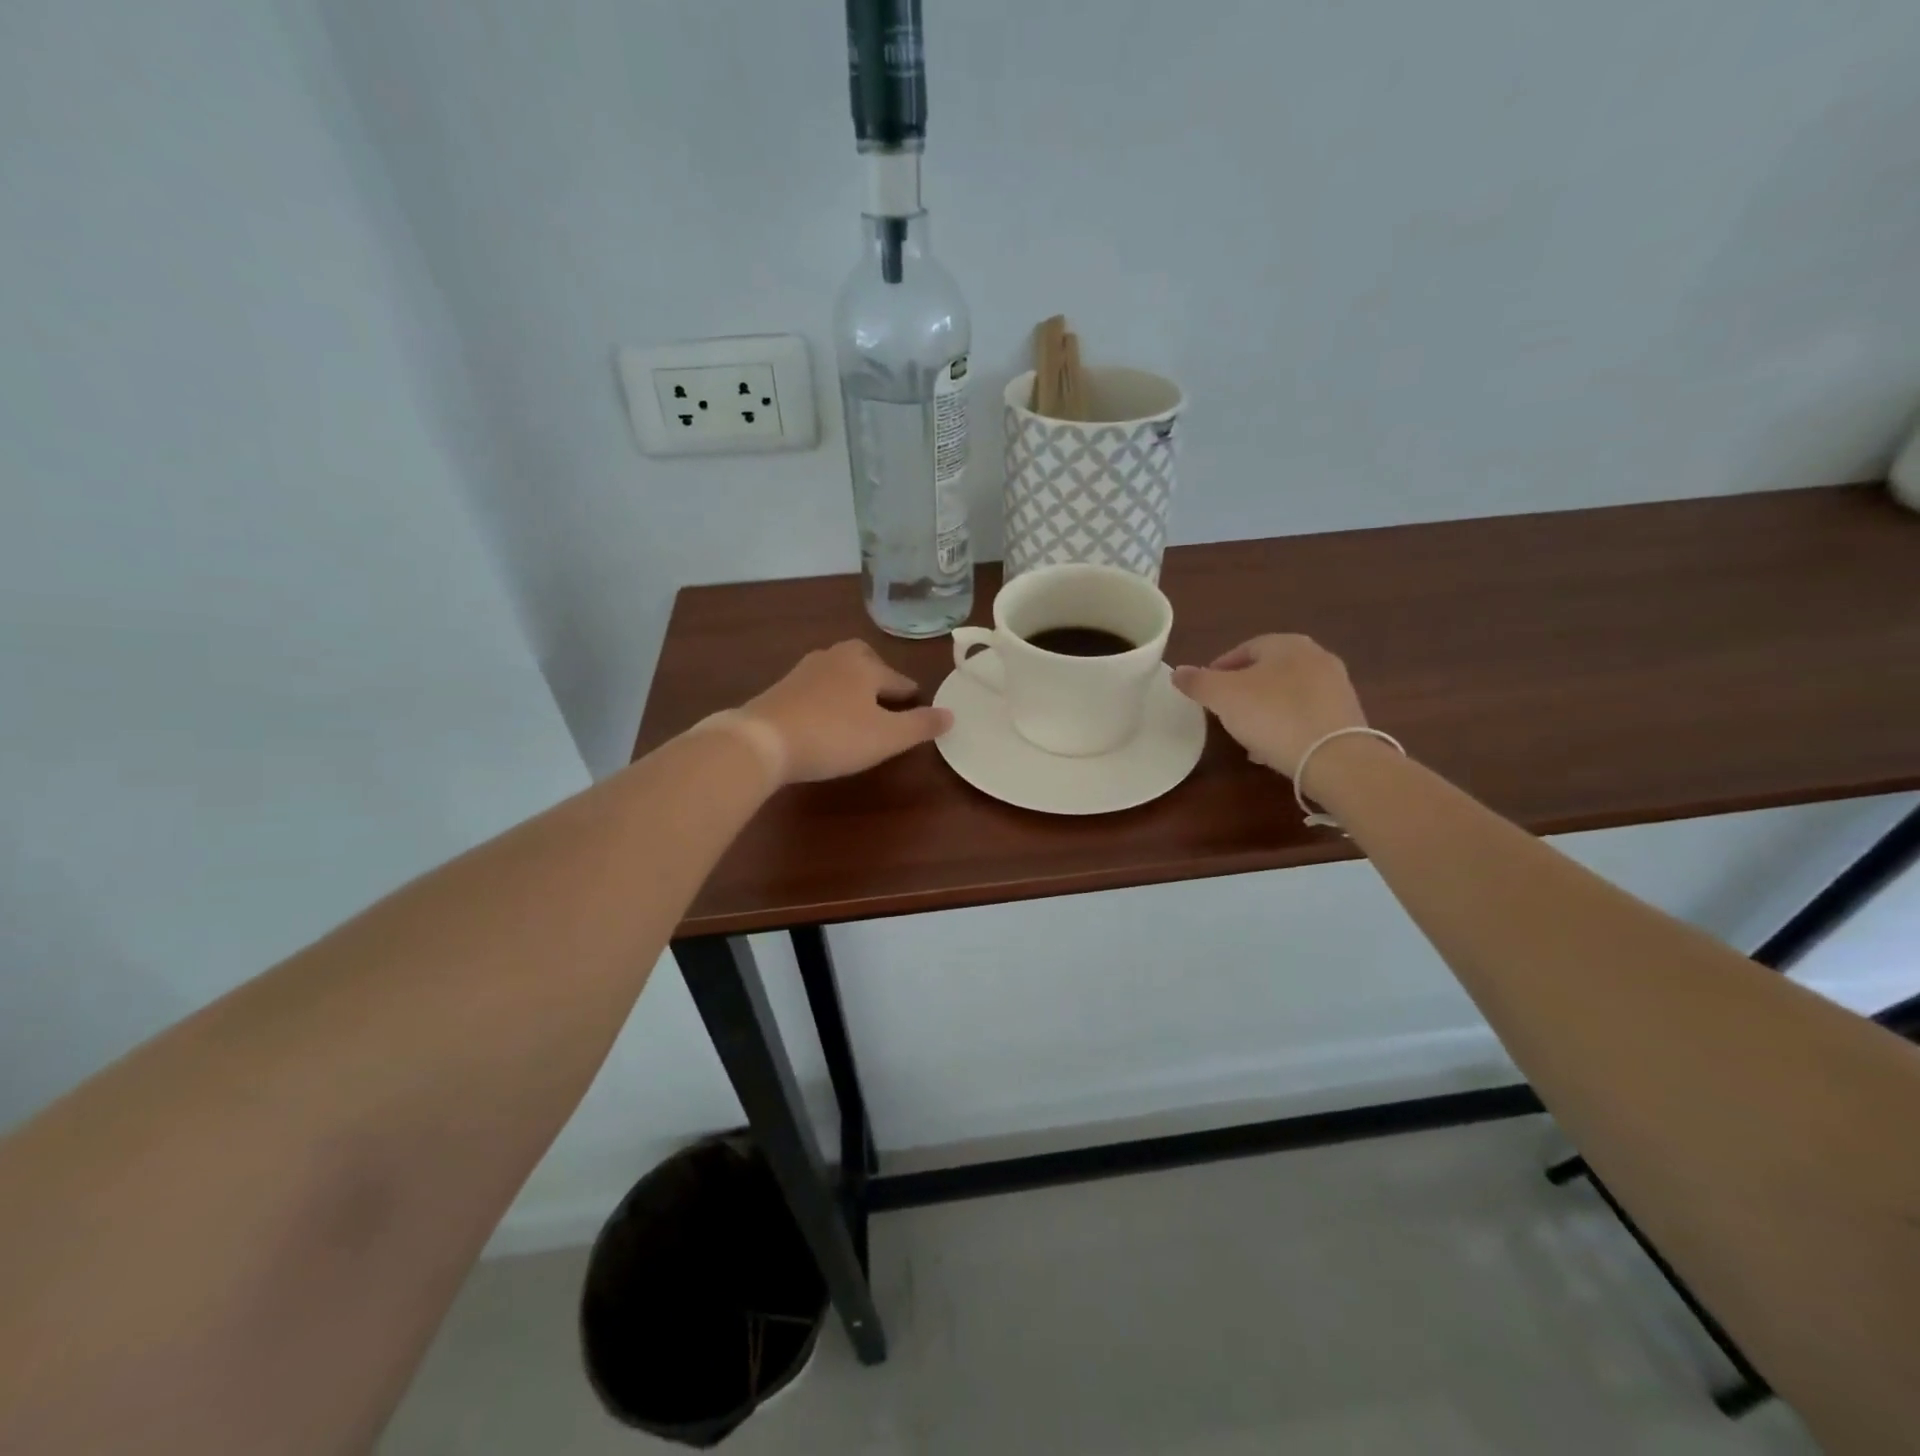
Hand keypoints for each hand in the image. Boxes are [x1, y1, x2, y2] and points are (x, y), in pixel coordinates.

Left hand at [742, 640, 951, 784]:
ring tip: (857, 705)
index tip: (918, 704)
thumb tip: (951, 713)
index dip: (910, 695)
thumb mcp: (887, 737)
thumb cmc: (835, 736)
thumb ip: (920, 725)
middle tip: (885, 694)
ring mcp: (804, 671)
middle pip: (863, 658)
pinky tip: (825, 714)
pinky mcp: (781, 688)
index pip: (897, 679)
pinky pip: (814, 686)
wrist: (763, 740)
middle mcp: (835, 659)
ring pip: (836, 669)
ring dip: (850, 683)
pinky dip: (826, 695)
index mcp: (865, 667)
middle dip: (877, 673)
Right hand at [1172, 634, 1366, 776]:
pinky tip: (1273, 748)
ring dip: (1264, 709)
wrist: (1335, 758)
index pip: (1244, 648)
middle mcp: (1316, 657)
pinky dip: (1286, 725)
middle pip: (1268, 671)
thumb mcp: (1222, 696)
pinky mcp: (1346, 716)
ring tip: (1246, 733)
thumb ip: (1197, 682)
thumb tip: (1177, 672)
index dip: (1219, 669)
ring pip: (1287, 694)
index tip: (1205, 692)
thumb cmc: (1272, 715)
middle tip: (1223, 711)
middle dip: (1243, 690)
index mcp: (1287, 644)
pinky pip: (1305, 715)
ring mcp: (1336, 687)